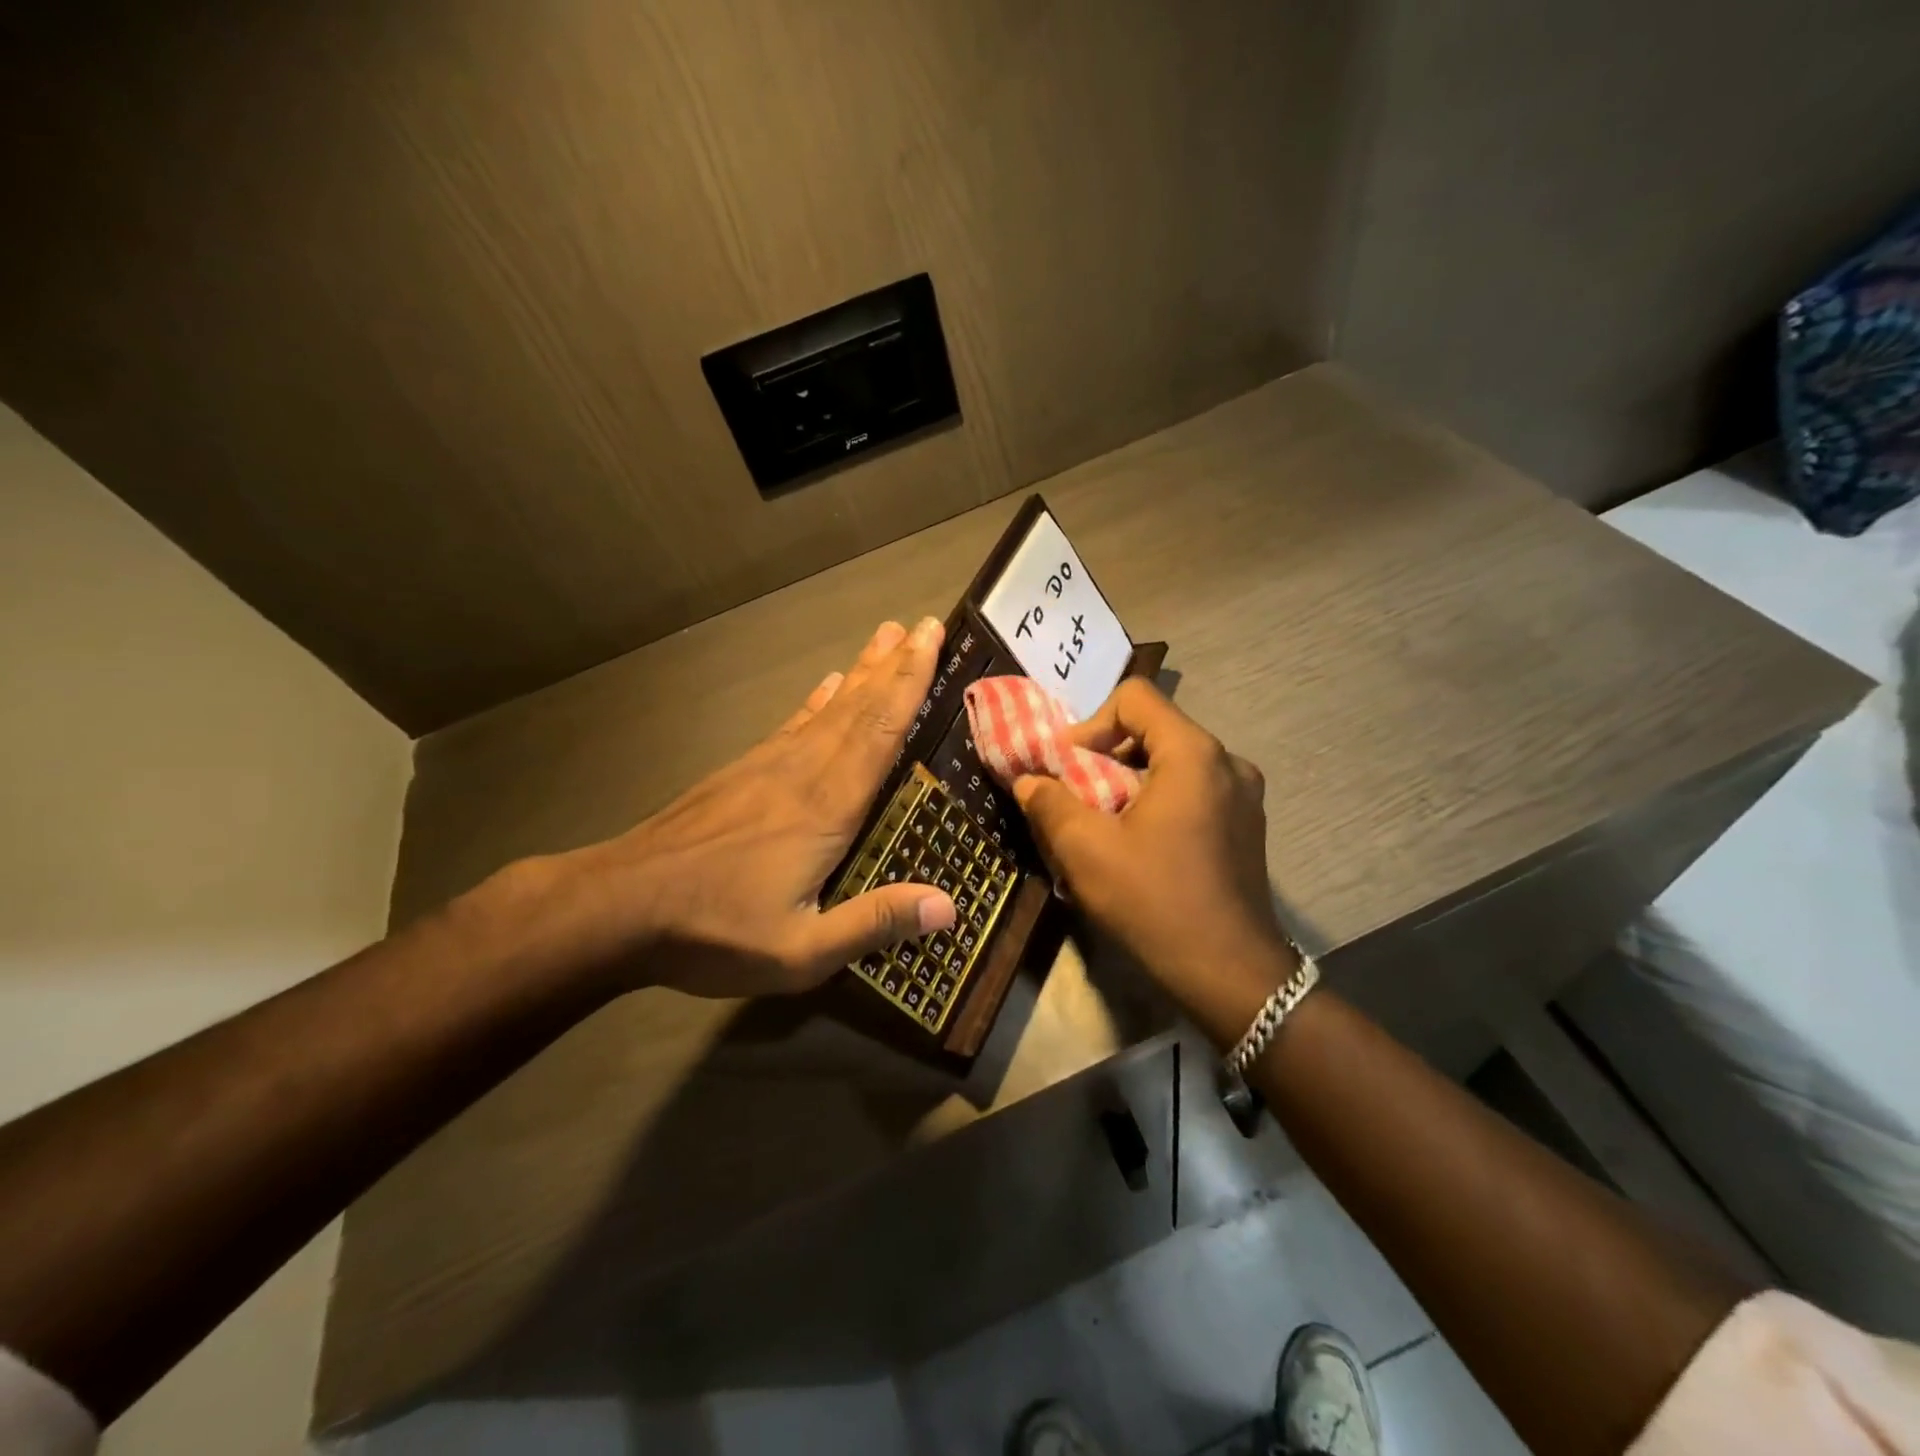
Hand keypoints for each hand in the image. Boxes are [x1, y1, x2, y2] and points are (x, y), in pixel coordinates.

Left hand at [515, 618, 958, 999]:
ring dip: (862, 671)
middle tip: (924, 624)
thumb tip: (949, 905)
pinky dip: (816, 701)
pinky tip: (827, 685)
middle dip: (896, 664)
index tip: (931, 639)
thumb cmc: (714, 930)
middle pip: (859, 708)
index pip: (880, 733)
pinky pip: (791, 725)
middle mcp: (803, 773)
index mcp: (826, 808)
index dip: (910, 684)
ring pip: (828, 709)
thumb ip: (874, 923)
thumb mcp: (800, 950)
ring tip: (885, 637)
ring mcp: (767, 767)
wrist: (618, 906)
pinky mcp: (740, 772)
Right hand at [1012, 678, 1295, 1040]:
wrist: (1231, 973)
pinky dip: (1160, 801)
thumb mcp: (1087, 851)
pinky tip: (1142, 845)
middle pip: (1154, 729)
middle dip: (1106, 756)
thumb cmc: (1155, 901)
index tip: (1068, 766)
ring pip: (1174, 763)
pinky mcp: (1247, 826)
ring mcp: (1245, 795)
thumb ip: (1050, 803)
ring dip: (1132, 781)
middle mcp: (1228, 762)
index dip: (1091, 723)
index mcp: (1193, 754)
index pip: (1135, 698)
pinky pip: (1194, 791)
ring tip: (1106, 823)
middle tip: (1078, 796)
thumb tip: (1029, 780)